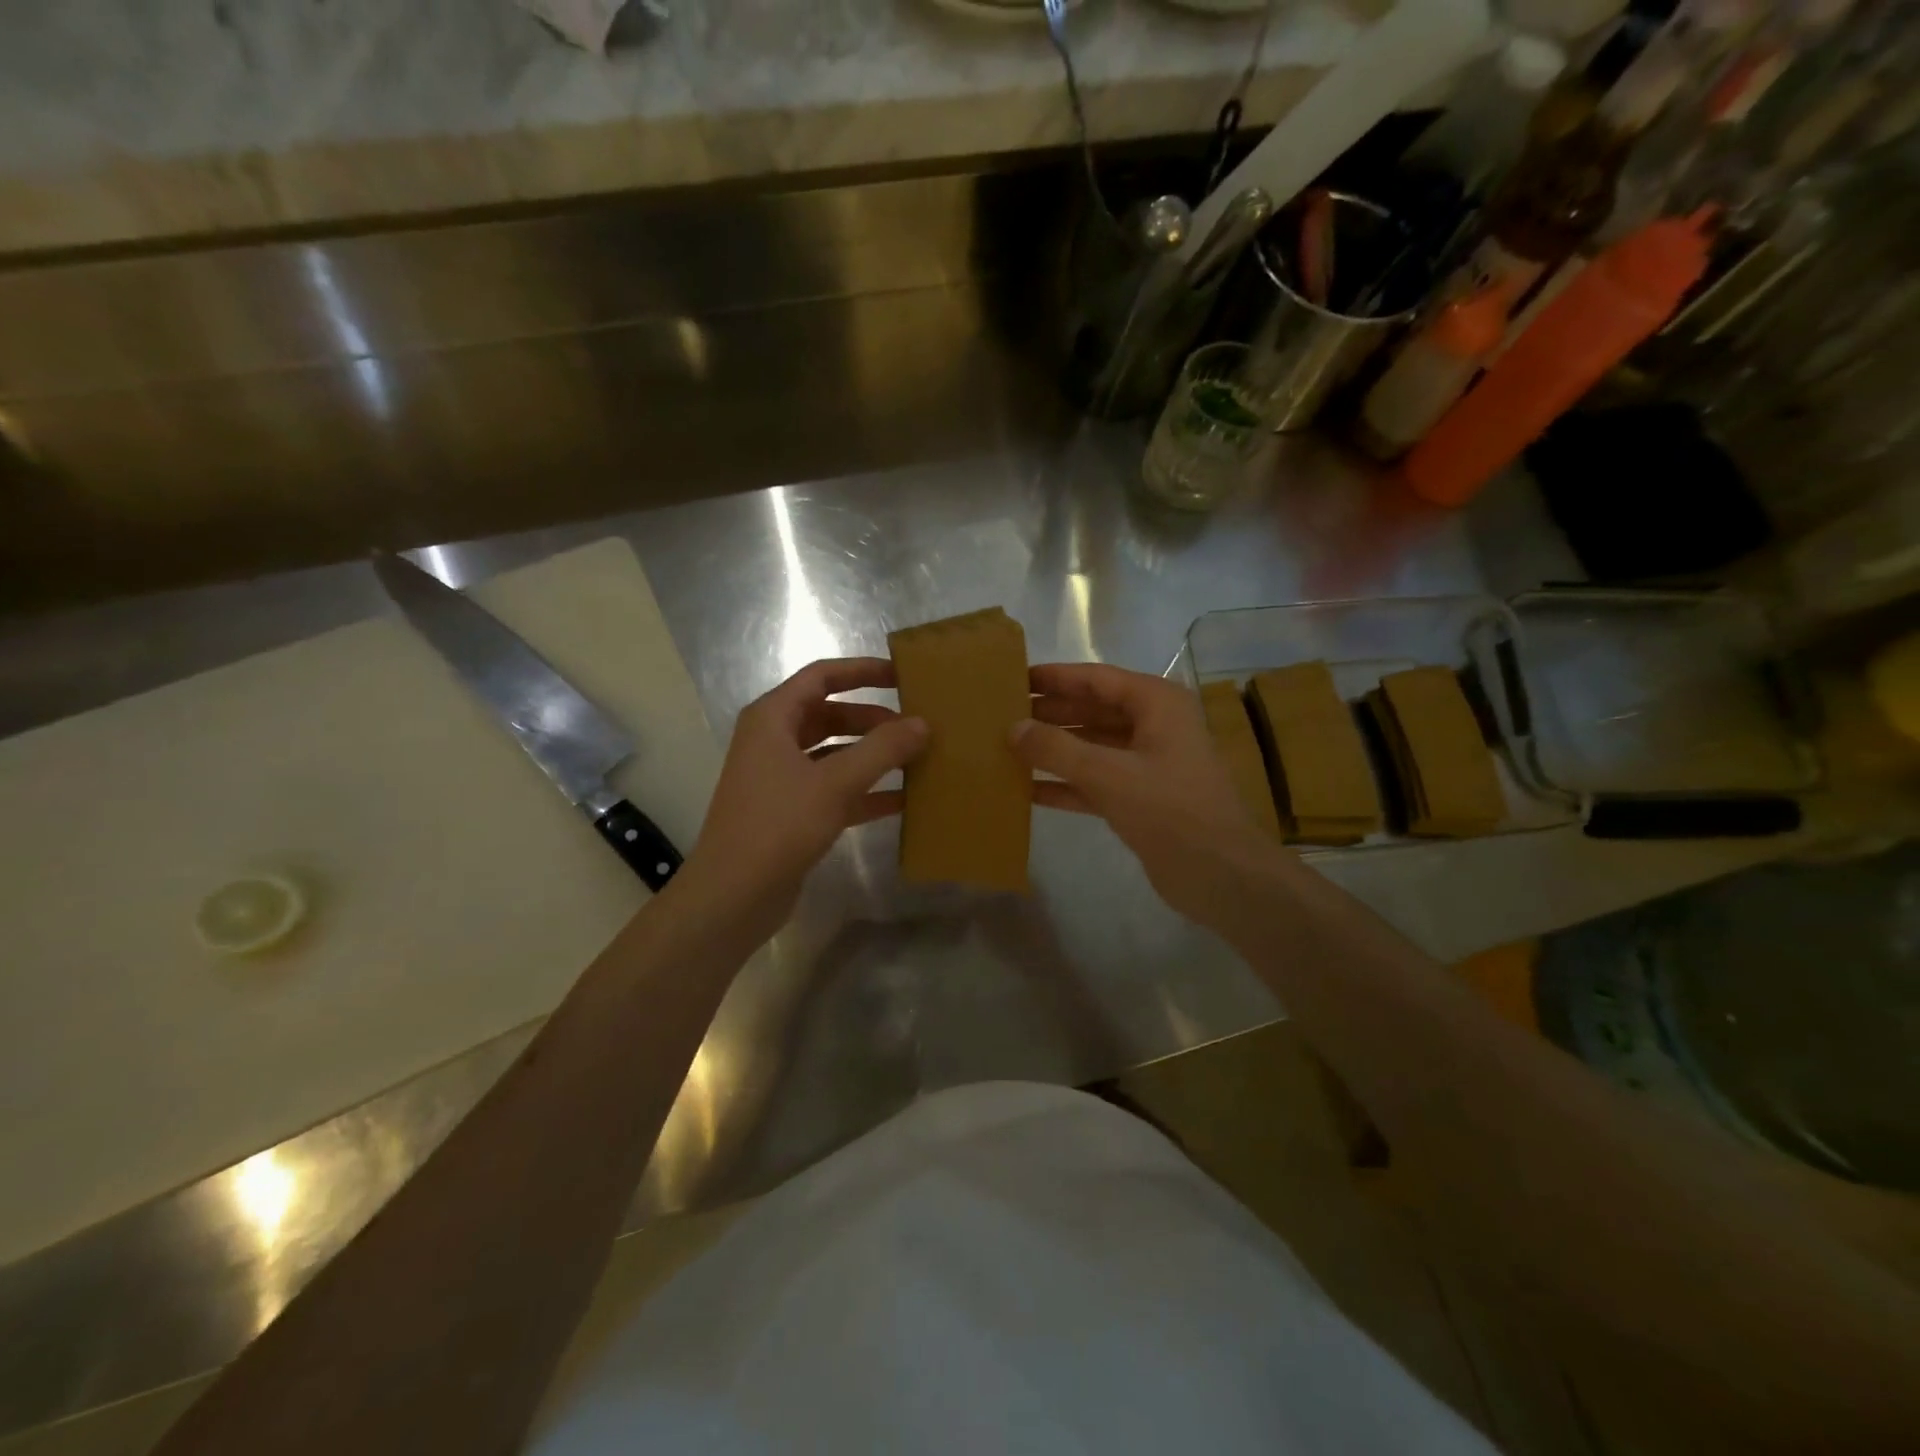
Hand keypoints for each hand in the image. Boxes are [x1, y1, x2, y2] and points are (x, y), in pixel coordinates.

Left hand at [684, 658, 926, 936]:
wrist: (733, 895)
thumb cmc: (779, 825)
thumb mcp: (835, 783)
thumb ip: (882, 750)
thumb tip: (922, 724)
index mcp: (773, 719)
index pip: (822, 677)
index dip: (862, 671)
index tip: (902, 675)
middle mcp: (774, 741)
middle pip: (831, 715)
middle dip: (873, 719)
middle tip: (917, 726)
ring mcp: (781, 779)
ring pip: (835, 754)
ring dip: (873, 756)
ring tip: (917, 759)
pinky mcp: (791, 812)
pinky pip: (834, 789)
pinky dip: (865, 792)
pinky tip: (904, 801)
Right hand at [1013, 663, 1286, 931]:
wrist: (1221, 874)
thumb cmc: (1169, 809)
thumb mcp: (1108, 773)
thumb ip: (1056, 748)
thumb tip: (1013, 728)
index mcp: (1156, 703)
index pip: (1096, 679)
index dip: (1054, 678)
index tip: (1014, 679)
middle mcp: (1154, 726)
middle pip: (1093, 710)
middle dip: (1050, 714)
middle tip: (1002, 715)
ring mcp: (1149, 764)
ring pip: (1093, 747)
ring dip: (1055, 749)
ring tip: (1008, 748)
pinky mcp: (1142, 799)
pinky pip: (1096, 781)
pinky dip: (1066, 784)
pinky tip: (1028, 790)